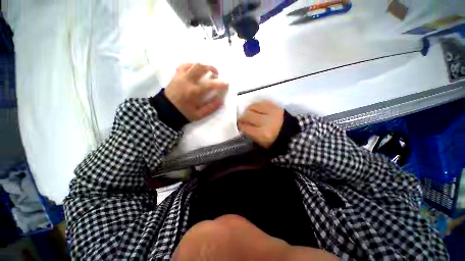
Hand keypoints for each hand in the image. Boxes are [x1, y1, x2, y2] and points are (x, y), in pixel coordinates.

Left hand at [165, 63, 228, 121]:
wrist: (166, 110)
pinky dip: (192, 65)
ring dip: (202, 66)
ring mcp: (180, 76)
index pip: (210, 85)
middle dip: (211, 68)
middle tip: (216, 73)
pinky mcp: (176, 75)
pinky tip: (195, 70)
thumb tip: (221, 99)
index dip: (220, 83)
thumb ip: (211, 107)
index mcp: (194, 92)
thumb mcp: (199, 115)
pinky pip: (184, 65)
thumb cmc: (184, 113)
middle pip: (200, 67)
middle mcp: (187, 80)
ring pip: (192, 64)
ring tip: (207, 71)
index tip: (226, 83)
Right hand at [237, 100, 283, 148]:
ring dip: (248, 110)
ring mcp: (271, 112)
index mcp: (263, 134)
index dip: (239, 126)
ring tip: (248, 113)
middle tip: (242, 119)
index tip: (238, 126)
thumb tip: (241, 127)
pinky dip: (256, 105)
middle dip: (242, 118)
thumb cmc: (274, 141)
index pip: (245, 127)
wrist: (292, 134)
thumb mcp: (261, 143)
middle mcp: (266, 122)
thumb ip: (250, 135)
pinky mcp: (275, 106)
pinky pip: (261, 102)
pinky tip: (255, 109)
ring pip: (253, 106)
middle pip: (247, 115)